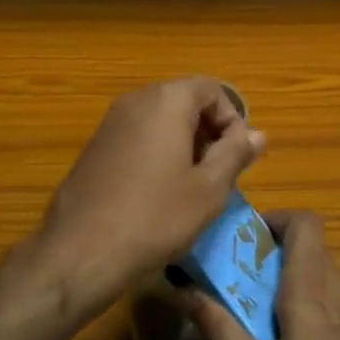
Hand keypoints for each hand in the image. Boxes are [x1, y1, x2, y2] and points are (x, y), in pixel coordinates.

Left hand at [34, 77, 265, 312]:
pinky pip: (137, 136)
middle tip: (217, 173)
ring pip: (160, 120)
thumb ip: (235, 154)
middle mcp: (135, 100)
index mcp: (166, 101)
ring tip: (191, 187)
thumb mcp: (208, 189)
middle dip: (208, 131)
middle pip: (184, 100)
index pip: (211, 89)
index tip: (237, 157)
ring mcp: (110, 122)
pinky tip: (158, 193)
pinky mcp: (95, 146)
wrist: (82, 250)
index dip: (232, 119)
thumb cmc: (156, 217)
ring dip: (183, 143)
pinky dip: (156, 152)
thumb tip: (257, 134)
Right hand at [178, 211, 339, 339]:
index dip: (279, 220)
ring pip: (331, 277)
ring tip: (288, 333)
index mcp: (311, 294)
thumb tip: (186, 292)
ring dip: (306, 289)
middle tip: (256, 297)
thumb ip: (224, 333)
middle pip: (312, 251)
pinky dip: (332, 311)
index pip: (304, 223)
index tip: (253, 243)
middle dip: (281, 262)